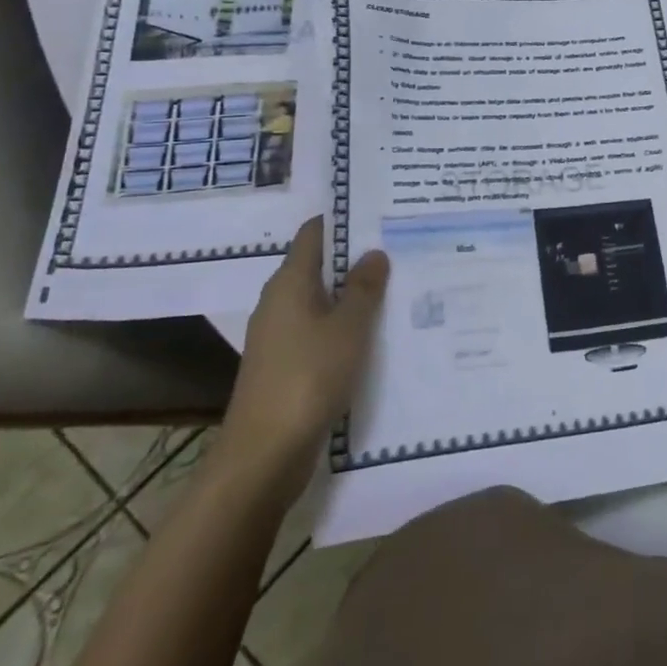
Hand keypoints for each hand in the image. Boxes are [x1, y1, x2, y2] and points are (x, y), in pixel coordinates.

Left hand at [216, 216, 389, 502]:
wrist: (265, 453)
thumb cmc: (308, 377)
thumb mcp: (349, 327)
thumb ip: (364, 288)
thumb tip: (374, 252)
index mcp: (289, 283)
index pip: (314, 234)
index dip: (343, 219)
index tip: (380, 211)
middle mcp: (279, 302)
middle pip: (318, 266)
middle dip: (356, 257)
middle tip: (401, 246)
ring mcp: (279, 336)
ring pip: (321, 301)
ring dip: (353, 294)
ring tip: (397, 285)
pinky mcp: (286, 365)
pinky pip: (320, 331)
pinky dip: (345, 325)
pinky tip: (376, 331)